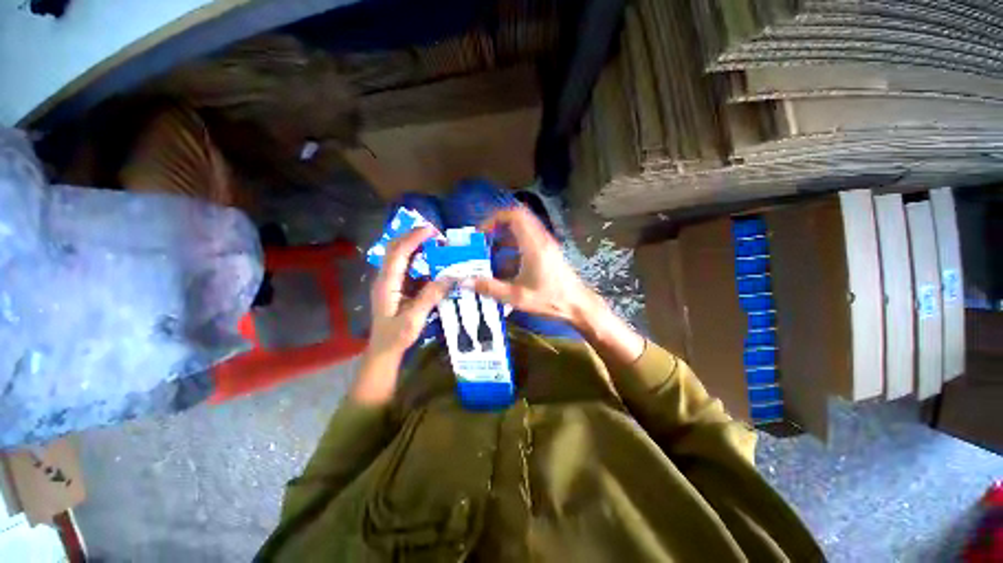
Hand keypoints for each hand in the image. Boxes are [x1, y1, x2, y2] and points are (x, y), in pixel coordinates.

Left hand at [353, 226, 449, 403]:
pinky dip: (419, 260)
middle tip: (435, 233)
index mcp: (387, 283)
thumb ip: (431, 296)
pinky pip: (407, 268)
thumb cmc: (396, 337)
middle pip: (395, 249)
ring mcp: (390, 282)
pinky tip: (433, 263)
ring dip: (416, 246)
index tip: (432, 230)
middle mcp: (386, 278)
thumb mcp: (415, 318)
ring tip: (435, 243)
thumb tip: (451, 276)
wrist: (383, 351)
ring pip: (400, 256)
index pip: (398, 253)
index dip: (414, 238)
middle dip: (413, 237)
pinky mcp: (396, 288)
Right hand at [470, 207, 644, 364]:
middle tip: (483, 242)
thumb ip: (490, 288)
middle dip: (497, 228)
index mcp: (533, 245)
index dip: (494, 219)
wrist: (577, 305)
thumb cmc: (550, 299)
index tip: (481, 233)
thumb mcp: (517, 296)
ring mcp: (545, 245)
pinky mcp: (547, 252)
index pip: (514, 215)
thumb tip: (465, 281)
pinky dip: (512, 248)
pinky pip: (526, 241)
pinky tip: (504, 267)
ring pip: (521, 231)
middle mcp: (540, 239)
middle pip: (517, 219)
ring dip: (504, 238)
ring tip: (489, 255)